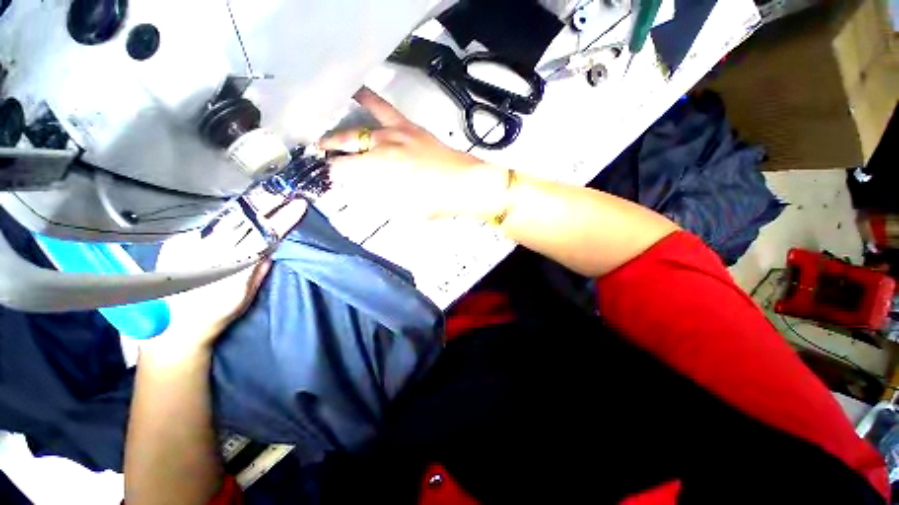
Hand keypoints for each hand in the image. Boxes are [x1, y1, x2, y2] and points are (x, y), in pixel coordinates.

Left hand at [148, 197, 307, 355]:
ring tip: (263, 195)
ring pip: (226, 219)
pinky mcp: (175, 242)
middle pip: (245, 222)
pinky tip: (235, 205)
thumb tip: (271, 249)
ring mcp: (190, 246)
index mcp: (234, 269)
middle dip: (266, 206)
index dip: (282, 221)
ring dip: (247, 206)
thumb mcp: (245, 297)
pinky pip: (205, 221)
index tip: (298, 206)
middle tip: (283, 193)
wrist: (173, 326)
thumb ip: (258, 272)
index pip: (264, 238)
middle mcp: (211, 254)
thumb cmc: (216, 314)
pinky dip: (224, 212)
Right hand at [319, 87, 510, 219]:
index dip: (335, 174)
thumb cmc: (436, 202)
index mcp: (379, 169)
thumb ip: (380, 198)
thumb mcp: (404, 209)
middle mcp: (381, 147)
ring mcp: (394, 133)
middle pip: (347, 145)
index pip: (343, 169)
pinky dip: (367, 98)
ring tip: (329, 134)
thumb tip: (363, 189)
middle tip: (324, 154)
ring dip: (341, 133)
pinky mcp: (407, 126)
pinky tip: (354, 91)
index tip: (335, 178)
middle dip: (332, 151)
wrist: (464, 183)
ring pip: (359, 128)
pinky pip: (383, 108)